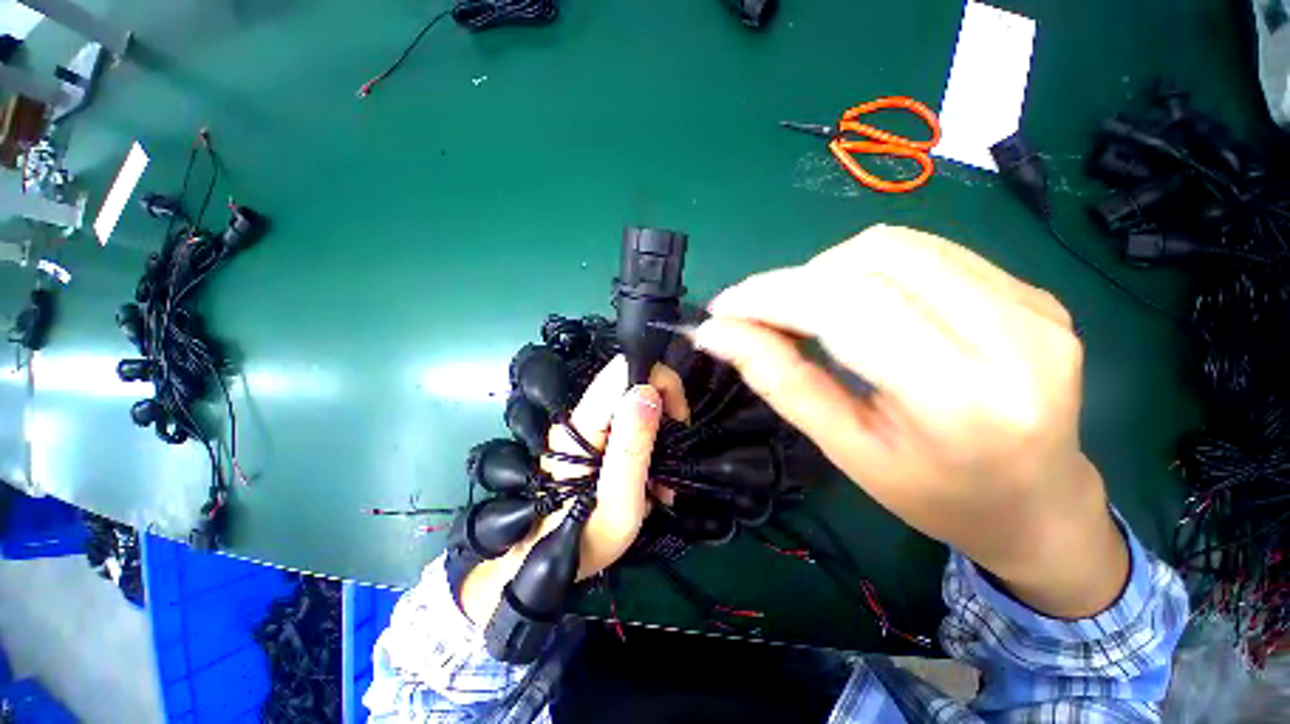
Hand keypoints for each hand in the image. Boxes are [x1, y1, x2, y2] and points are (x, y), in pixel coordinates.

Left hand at [461, 355, 688, 624]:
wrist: (551, 558)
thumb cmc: (587, 536)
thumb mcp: (619, 498)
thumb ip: (632, 444)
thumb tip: (648, 390)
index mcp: (584, 422)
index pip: (623, 369)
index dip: (659, 381)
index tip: (677, 417)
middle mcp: (584, 415)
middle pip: (633, 381)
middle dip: (665, 407)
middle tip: (673, 448)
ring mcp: (589, 425)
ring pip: (636, 402)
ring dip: (660, 429)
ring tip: (663, 472)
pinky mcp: (597, 437)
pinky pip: (632, 423)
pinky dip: (651, 442)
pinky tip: (652, 474)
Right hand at [692, 225, 1127, 617]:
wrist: (1039, 505)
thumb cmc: (935, 496)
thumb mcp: (845, 450)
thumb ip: (779, 381)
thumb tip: (717, 334)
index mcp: (961, 399)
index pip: (847, 308)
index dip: (772, 296)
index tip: (723, 308)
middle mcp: (1013, 336)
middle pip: (870, 261)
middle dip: (792, 281)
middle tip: (757, 313)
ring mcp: (1031, 304)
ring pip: (895, 245)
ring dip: (826, 270)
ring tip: (803, 309)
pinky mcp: (1031, 291)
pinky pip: (926, 251)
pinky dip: (865, 268)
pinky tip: (854, 302)